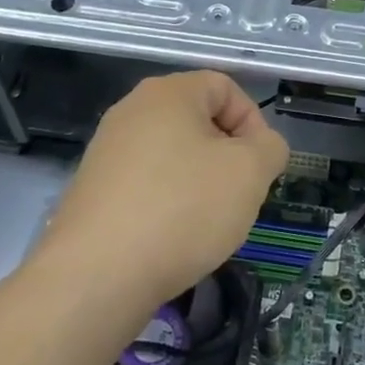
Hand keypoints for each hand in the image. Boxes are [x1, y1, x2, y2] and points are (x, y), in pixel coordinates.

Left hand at [42, 71, 288, 310]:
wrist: (96, 277)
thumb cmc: (183, 209)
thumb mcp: (250, 172)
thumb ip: (271, 147)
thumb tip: (261, 147)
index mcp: (169, 92)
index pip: (227, 88)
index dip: (253, 123)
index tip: (259, 168)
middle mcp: (132, 110)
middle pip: (199, 121)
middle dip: (227, 157)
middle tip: (238, 196)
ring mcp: (107, 150)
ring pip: (174, 155)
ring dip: (200, 183)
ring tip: (206, 222)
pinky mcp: (93, 189)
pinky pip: (147, 184)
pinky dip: (168, 204)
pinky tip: (172, 239)